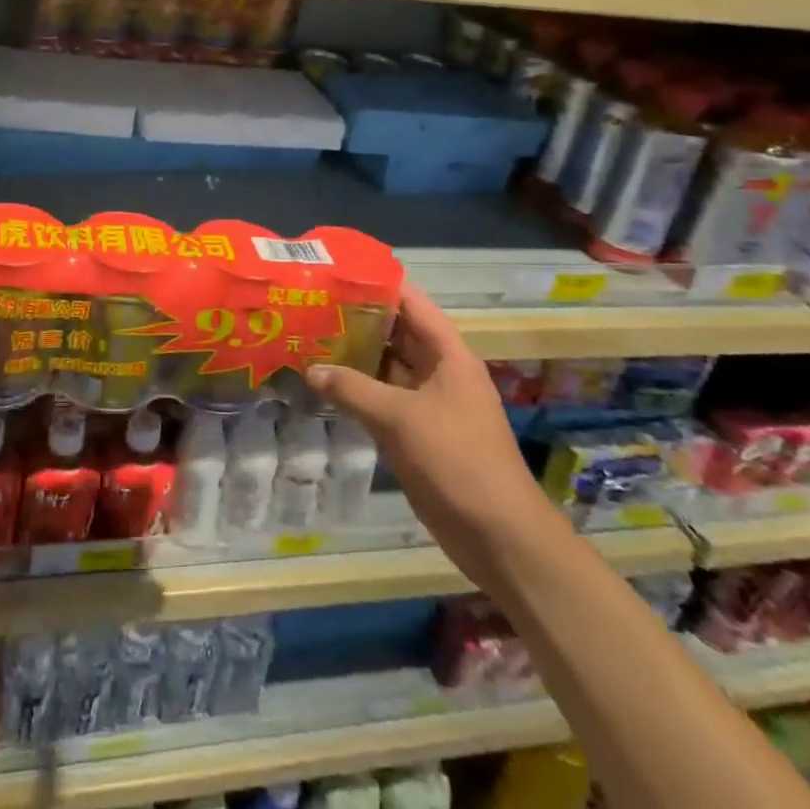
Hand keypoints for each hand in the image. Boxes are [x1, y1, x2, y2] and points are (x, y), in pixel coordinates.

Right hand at [308, 283, 543, 571]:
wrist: (499, 536)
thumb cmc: (456, 461)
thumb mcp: (399, 418)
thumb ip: (352, 389)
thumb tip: (310, 369)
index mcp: (449, 355)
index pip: (413, 304)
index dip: (380, 285)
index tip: (340, 272)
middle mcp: (441, 372)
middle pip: (398, 334)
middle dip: (360, 320)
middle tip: (314, 306)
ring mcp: (430, 404)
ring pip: (389, 368)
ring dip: (356, 357)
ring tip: (311, 338)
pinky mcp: (420, 434)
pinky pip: (385, 401)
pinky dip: (359, 391)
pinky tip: (327, 385)